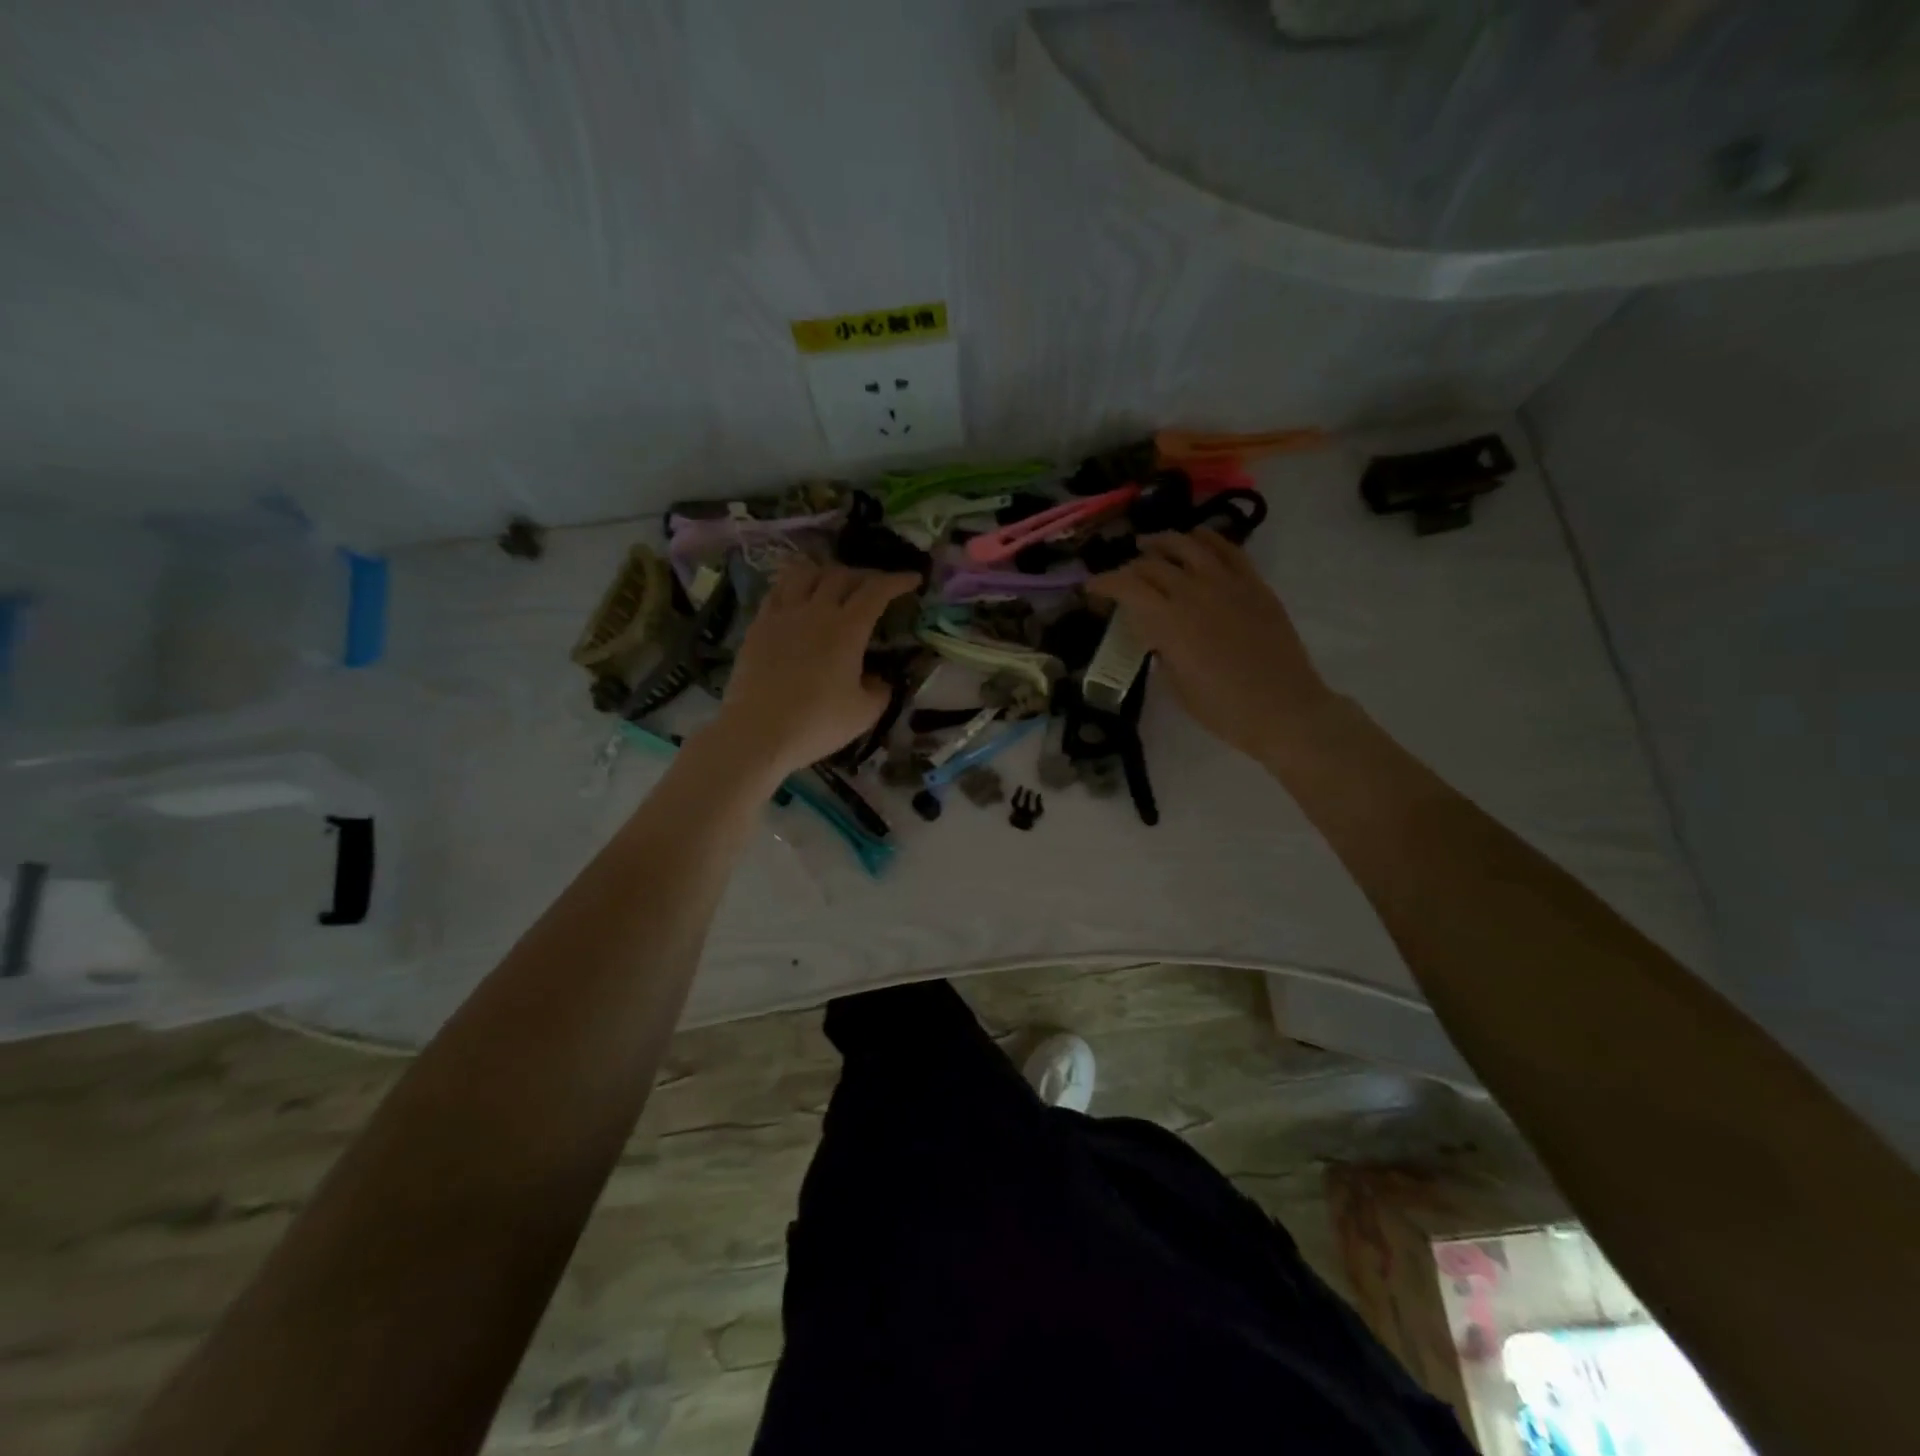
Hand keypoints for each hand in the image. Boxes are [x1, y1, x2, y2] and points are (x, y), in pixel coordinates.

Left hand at [708, 560, 919, 778]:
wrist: (757, 732)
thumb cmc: (817, 724)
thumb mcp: (864, 713)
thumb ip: (880, 691)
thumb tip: (879, 679)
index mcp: (847, 629)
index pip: (877, 591)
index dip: (897, 581)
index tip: (912, 579)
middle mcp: (815, 610)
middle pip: (842, 575)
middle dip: (864, 575)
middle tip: (875, 587)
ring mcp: (782, 614)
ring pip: (805, 573)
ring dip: (826, 572)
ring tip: (833, 583)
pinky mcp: (758, 625)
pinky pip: (778, 590)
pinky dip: (794, 584)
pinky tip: (797, 596)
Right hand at [1087, 531, 1333, 764]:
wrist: (1284, 710)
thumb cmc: (1224, 709)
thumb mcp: (1177, 685)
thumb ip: (1161, 650)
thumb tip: (1155, 632)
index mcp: (1170, 621)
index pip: (1127, 587)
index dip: (1103, 583)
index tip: (1091, 588)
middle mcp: (1195, 592)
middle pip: (1153, 564)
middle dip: (1129, 568)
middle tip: (1122, 579)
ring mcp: (1228, 584)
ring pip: (1188, 545)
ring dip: (1163, 542)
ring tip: (1150, 545)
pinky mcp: (1255, 585)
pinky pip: (1228, 549)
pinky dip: (1206, 539)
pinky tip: (1196, 541)